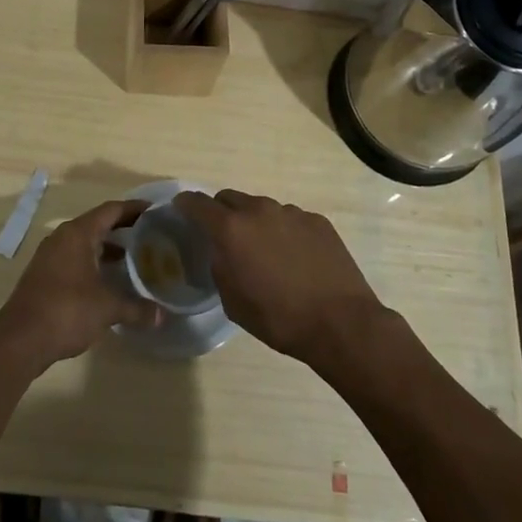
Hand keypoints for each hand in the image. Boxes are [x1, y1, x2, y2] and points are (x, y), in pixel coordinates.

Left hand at [0, 200, 158, 372]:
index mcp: (78, 234)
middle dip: (123, 228)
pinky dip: (93, 262)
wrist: (19, 340)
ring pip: (84, 242)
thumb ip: (136, 308)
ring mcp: (50, 256)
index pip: (111, 210)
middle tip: (149, 235)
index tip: (154, 211)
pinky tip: (107, 280)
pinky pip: (74, 258)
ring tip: (133, 258)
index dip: (134, 209)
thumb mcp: (107, 308)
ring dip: (107, 247)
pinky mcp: (44, 274)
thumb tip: (162, 316)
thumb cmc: (66, 311)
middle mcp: (62, 238)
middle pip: (97, 223)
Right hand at [173, 189, 389, 369]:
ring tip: (265, 253)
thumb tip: (222, 253)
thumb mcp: (233, 302)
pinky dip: (284, 232)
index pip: (197, 203)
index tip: (181, 210)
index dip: (185, 205)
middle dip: (221, 212)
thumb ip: (220, 267)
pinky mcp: (317, 221)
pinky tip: (295, 259)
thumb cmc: (279, 318)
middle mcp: (259, 211)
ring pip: (262, 209)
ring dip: (255, 224)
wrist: (340, 323)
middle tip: (224, 237)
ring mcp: (291, 212)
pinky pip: (290, 219)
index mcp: (232, 229)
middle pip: (229, 198)